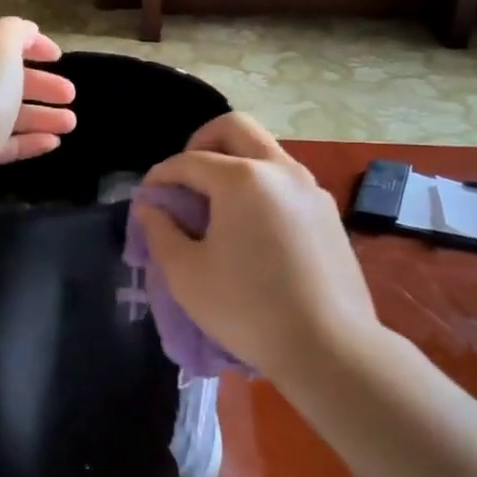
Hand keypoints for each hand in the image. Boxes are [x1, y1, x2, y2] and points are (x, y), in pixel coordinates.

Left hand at [0, 18, 76, 227]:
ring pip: (3, 111)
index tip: (58, 57)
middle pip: (1, 77)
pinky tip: (52, 143)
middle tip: (70, 94)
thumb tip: (25, 32)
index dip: (28, 41)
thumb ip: (15, 32)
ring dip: (40, 115)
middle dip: (39, 83)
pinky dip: (26, 140)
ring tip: (71, 124)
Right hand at [134, 113, 383, 386]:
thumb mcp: (186, 274)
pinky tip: (249, 229)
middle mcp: (281, 170)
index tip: (146, 198)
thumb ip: (160, 231)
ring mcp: (311, 189)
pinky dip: (258, 187)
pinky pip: (284, 181)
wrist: (329, 347)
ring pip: (264, 152)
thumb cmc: (247, 309)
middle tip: (184, 179)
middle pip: (235, 128)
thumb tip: (151, 207)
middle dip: (200, 143)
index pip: (189, 161)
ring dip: (233, 164)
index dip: (160, 176)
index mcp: (242, 179)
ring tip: (214, 208)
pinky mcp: (328, 213)